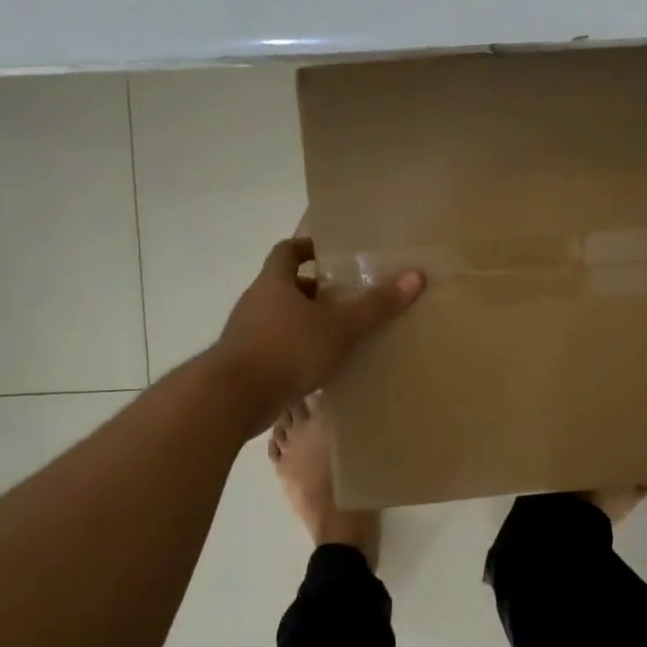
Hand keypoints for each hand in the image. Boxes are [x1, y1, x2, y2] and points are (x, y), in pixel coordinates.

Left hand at [211, 237, 423, 437]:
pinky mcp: (245, 364)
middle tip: (346, 297)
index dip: (306, 247)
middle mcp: (255, 303)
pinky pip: (275, 347)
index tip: (329, 253)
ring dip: (305, 322)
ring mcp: (246, 335)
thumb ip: (375, 305)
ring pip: (279, 319)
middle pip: (285, 286)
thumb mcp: (339, 327)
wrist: (231, 399)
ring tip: (339, 333)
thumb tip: (415, 276)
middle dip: (314, 290)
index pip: (286, 251)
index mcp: (273, 283)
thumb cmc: (286, 350)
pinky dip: (296, 350)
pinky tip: (319, 366)